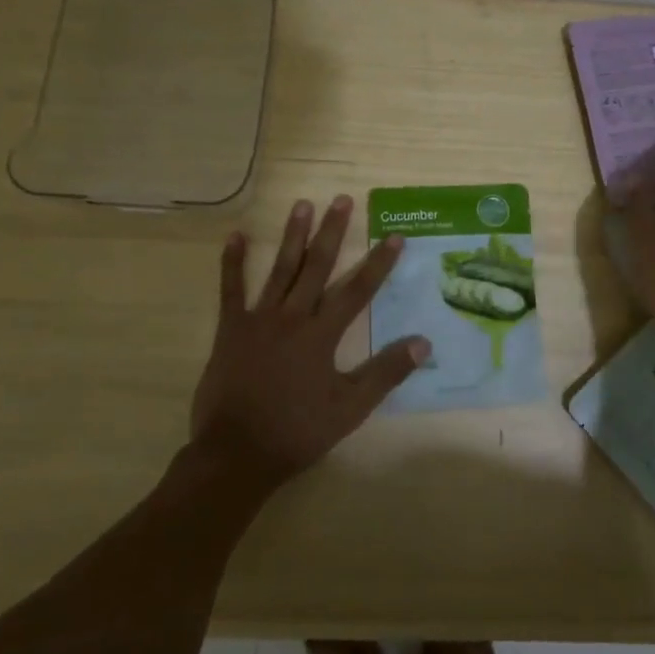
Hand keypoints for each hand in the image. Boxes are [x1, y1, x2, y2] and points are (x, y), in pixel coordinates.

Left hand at [190, 195, 429, 490]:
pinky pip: (230, 290)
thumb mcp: (350, 408)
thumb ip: (385, 372)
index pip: (358, 290)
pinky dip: (233, 262)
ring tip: (302, 204)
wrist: (236, 453)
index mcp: (322, 335)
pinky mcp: (231, 329)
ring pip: (280, 269)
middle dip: (332, 232)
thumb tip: (424, 342)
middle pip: (317, 267)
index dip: (378, 263)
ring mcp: (258, 320)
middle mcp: (292, 317)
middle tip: (342, 199)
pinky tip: (236, 236)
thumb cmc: (297, 431)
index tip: (394, 236)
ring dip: (292, 236)